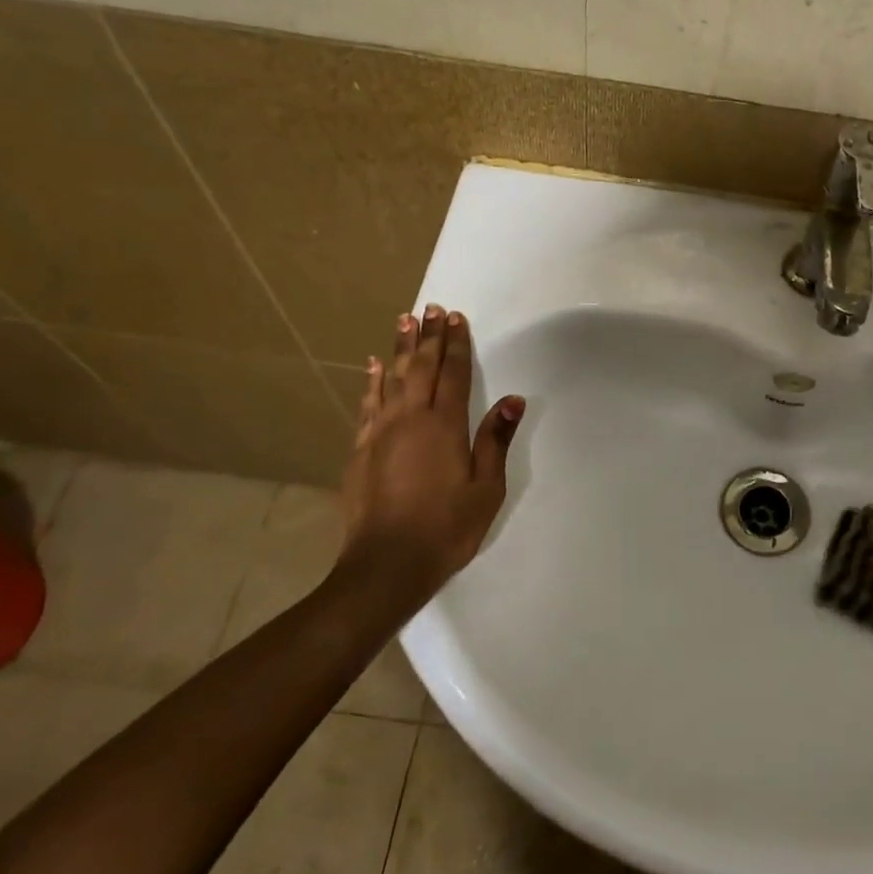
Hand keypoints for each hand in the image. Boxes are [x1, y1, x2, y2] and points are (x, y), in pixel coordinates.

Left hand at [339, 305, 524, 603]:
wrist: (387, 565)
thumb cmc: (446, 528)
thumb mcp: (485, 489)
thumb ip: (495, 441)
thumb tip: (512, 400)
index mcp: (444, 426)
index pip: (452, 374)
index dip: (456, 344)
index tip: (456, 318)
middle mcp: (410, 419)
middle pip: (421, 367)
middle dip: (429, 336)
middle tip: (432, 308)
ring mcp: (380, 432)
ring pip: (392, 378)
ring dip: (400, 348)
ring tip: (404, 320)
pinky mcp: (361, 449)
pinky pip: (368, 404)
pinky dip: (373, 381)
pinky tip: (374, 366)